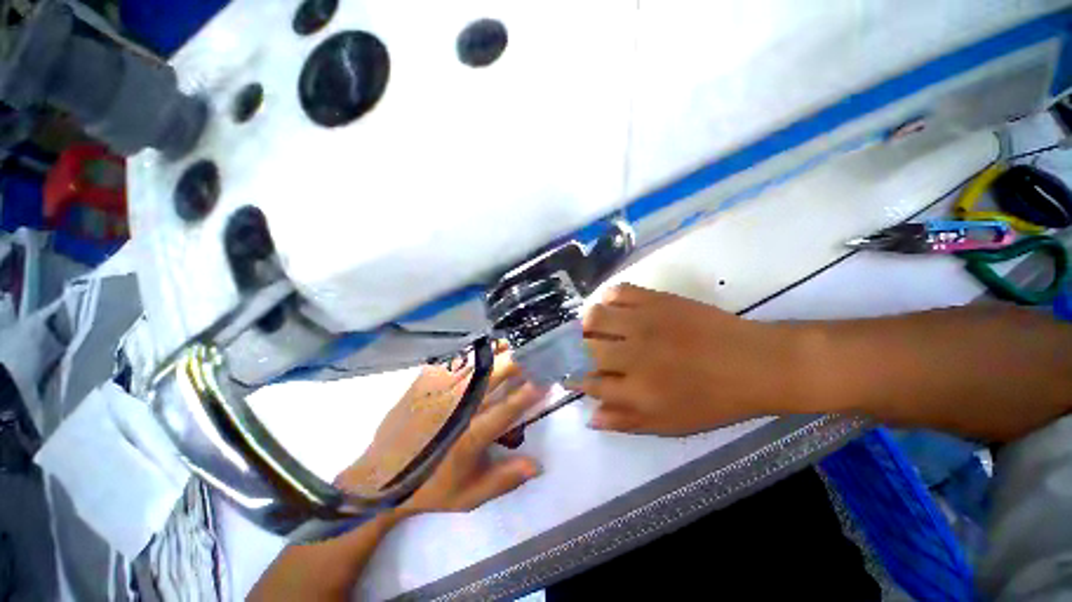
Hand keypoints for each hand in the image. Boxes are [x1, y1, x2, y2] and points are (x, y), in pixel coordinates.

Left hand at [337, 351, 543, 514]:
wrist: (380, 478)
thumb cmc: (431, 487)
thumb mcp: (470, 495)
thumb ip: (505, 479)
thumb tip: (538, 464)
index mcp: (468, 438)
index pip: (506, 410)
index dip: (528, 393)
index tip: (545, 379)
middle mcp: (454, 409)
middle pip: (490, 377)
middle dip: (514, 363)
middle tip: (531, 354)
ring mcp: (437, 391)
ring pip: (472, 363)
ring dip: (495, 353)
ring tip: (510, 345)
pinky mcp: (424, 382)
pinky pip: (453, 361)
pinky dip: (473, 353)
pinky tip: (482, 349)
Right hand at [572, 284, 804, 434]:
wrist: (753, 363)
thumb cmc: (713, 400)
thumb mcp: (670, 423)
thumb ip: (626, 421)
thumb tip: (591, 417)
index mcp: (637, 390)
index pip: (590, 384)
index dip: (576, 380)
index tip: (570, 376)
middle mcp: (633, 355)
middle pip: (586, 349)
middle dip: (577, 352)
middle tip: (582, 351)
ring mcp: (643, 323)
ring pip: (595, 317)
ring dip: (587, 324)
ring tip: (593, 328)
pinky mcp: (657, 300)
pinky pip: (619, 291)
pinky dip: (608, 298)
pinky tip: (612, 306)